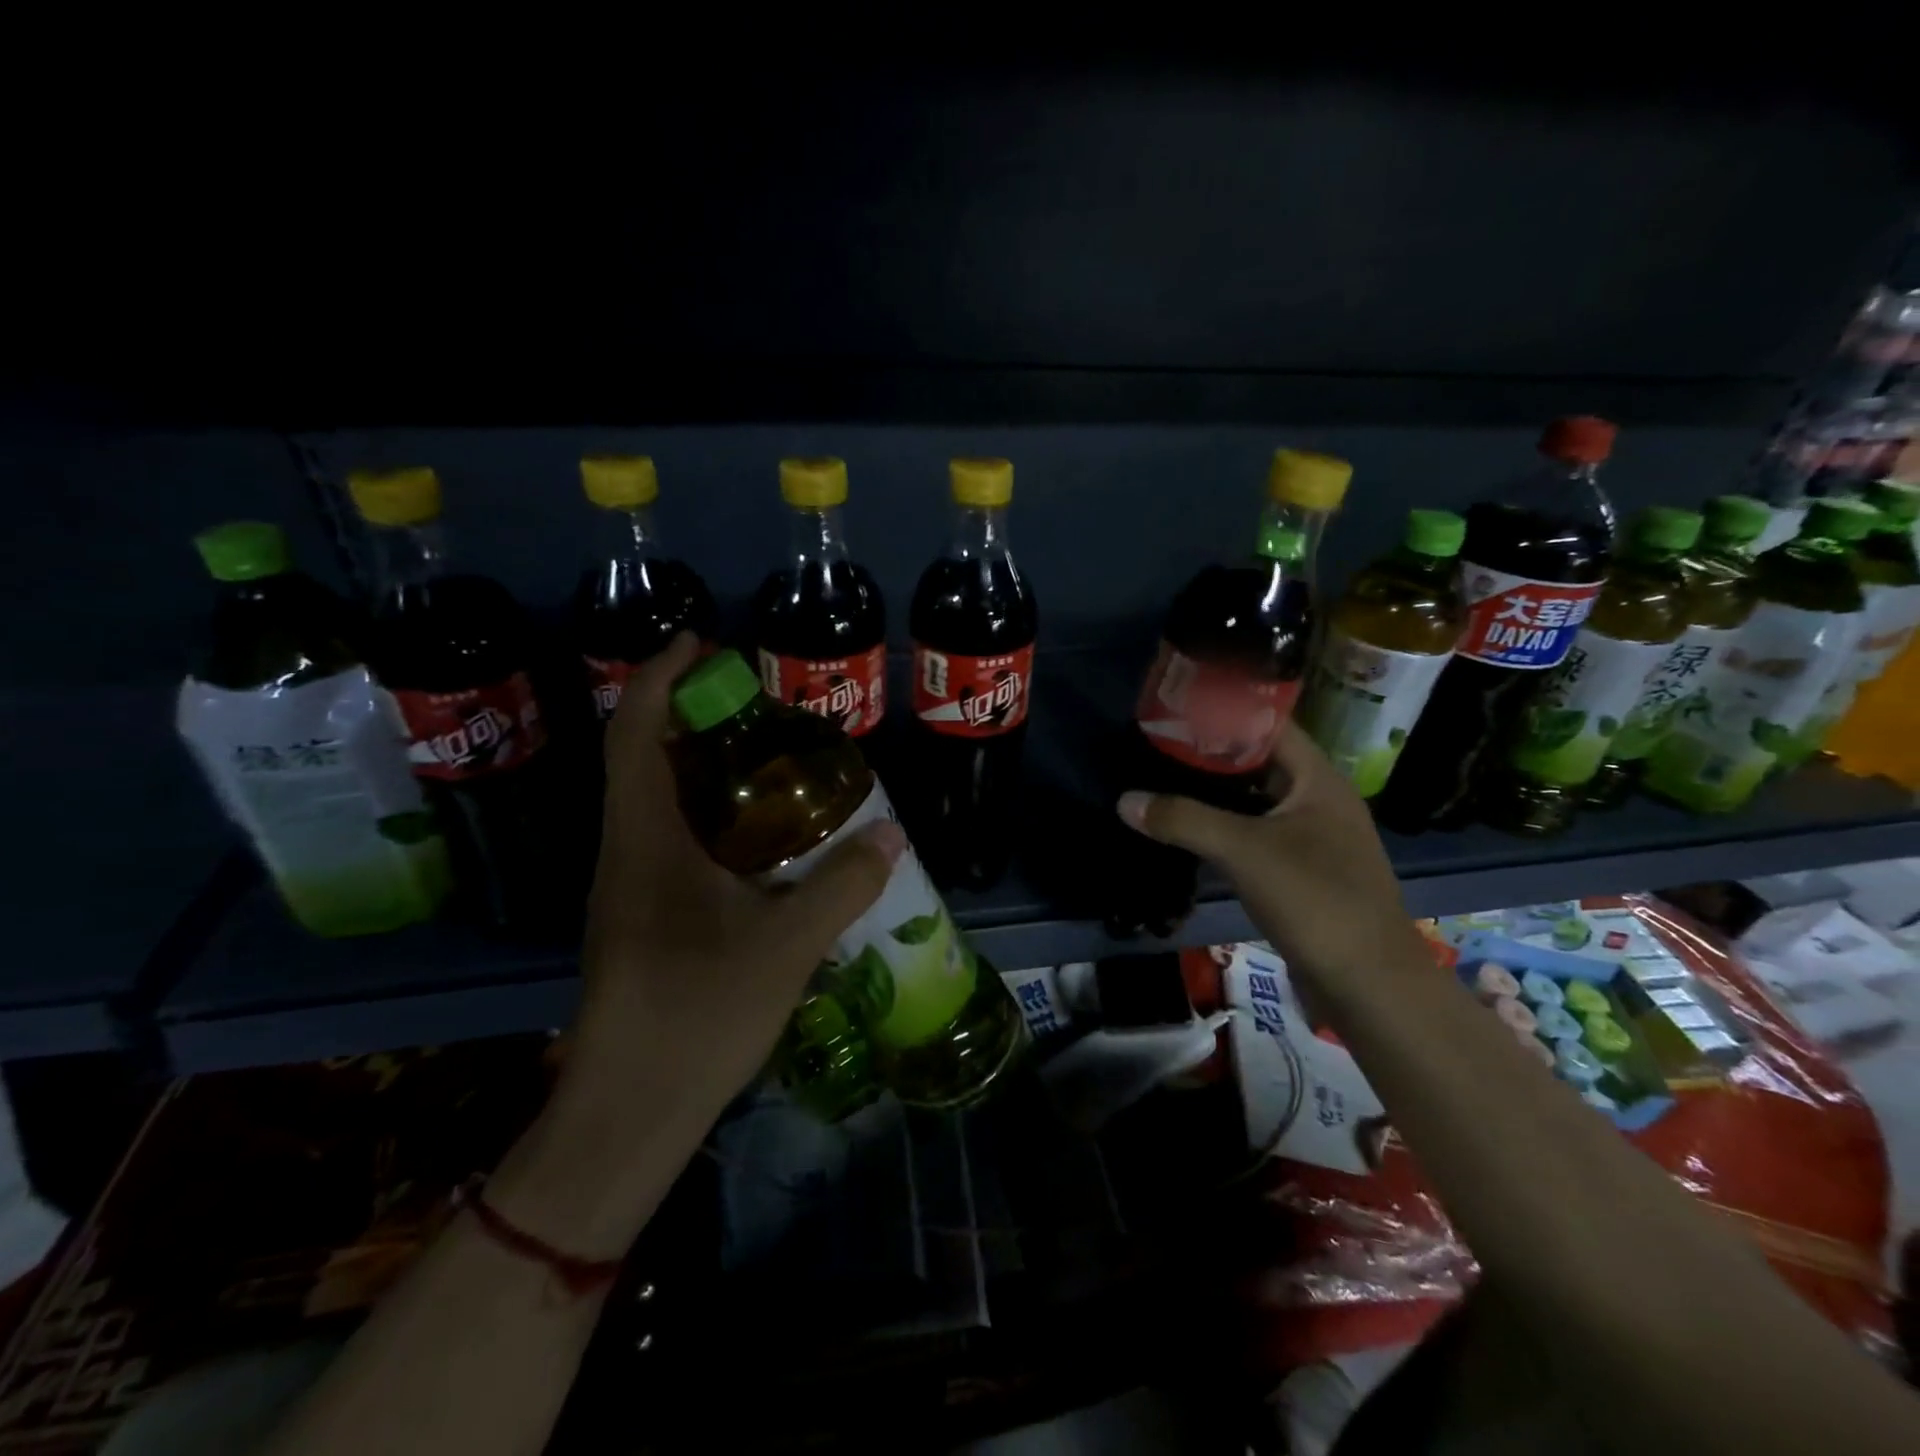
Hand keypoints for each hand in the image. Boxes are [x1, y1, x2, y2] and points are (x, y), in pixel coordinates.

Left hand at [569, 634, 903, 1125]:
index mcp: (645, 840)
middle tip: (754, 697)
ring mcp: (629, 884)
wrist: (627, 1112)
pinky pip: (669, 836)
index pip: (636, 733)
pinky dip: (707, 810)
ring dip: (699, 762)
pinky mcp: (641, 913)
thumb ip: (841, 885)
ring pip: (656, 798)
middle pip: (643, 756)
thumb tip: (890, 833)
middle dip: (689, 712)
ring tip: (763, 752)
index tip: (701, 642)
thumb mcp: (785, 947)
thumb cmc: (696, 1017)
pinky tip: (757, 832)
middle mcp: (626, 850)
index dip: (661, 677)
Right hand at [1117, 719, 1424, 987]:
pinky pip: (1255, 836)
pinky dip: (1223, 829)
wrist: (1369, 985)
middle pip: (1258, 763)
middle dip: (1210, 754)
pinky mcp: (1300, 873)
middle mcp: (1318, 801)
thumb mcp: (1244, 851)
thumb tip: (1125, 800)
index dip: (1225, 712)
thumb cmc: (1316, 899)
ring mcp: (1311, 839)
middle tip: (1158, 745)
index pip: (1270, 725)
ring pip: (1254, 802)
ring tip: (1163, 780)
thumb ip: (1184, 820)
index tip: (1177, 708)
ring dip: (1214, 794)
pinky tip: (1187, 831)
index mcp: (1318, 780)